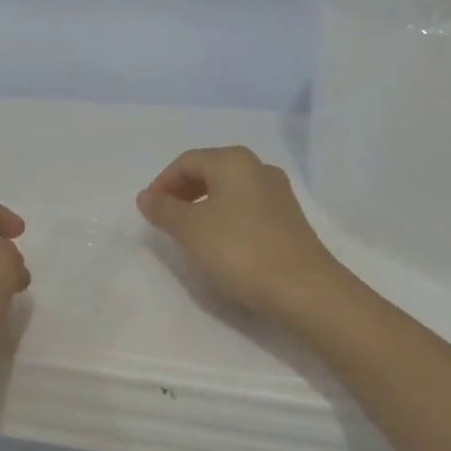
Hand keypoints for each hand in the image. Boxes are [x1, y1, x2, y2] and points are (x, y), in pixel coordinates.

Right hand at [136, 146, 351, 334]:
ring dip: (203, 206)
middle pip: (210, 171)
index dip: (163, 183)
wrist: (304, 290)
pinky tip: (220, 243)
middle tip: (165, 220)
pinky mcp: (288, 218)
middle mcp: (258, 167)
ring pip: (229, 190)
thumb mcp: (190, 230)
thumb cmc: (240, 251)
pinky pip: (246, 207)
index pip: (187, 161)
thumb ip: (164, 209)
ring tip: (189, 233)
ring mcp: (278, 193)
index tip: (149, 210)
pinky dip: (225, 217)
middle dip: (182, 192)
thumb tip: (146, 196)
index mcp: (234, 161)